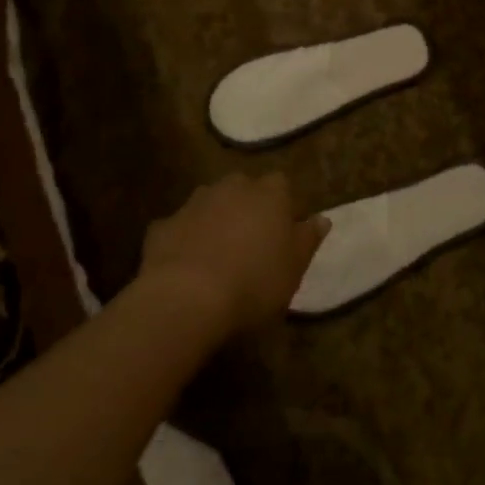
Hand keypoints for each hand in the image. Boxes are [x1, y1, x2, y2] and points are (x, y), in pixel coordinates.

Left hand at [136, 173, 328, 339]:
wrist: (185, 299)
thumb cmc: (254, 282)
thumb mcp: (295, 267)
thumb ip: (308, 239)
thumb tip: (322, 219)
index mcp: (270, 193)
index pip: (282, 186)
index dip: (283, 207)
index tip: (284, 234)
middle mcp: (232, 187)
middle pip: (244, 190)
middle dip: (247, 209)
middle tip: (251, 243)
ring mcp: (194, 203)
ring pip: (210, 205)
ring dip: (215, 221)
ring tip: (218, 255)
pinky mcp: (162, 226)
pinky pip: (179, 229)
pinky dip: (183, 241)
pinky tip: (185, 267)